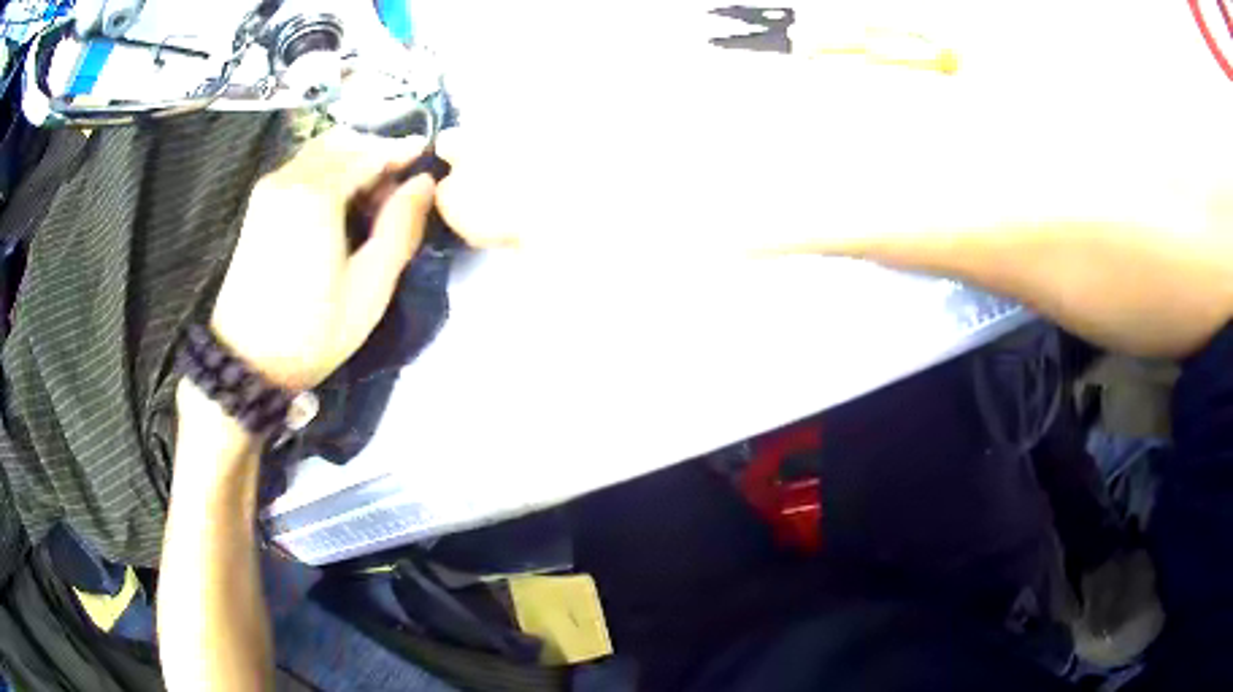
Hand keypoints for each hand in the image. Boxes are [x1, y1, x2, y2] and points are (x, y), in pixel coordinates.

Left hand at [209, 129, 436, 391]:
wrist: (247, 360)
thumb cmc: (312, 331)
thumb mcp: (370, 287)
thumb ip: (401, 227)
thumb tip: (423, 183)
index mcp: (317, 194)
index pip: (368, 152)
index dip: (401, 151)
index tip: (426, 158)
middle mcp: (290, 178)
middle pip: (342, 141)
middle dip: (375, 153)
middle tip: (396, 188)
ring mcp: (269, 188)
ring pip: (320, 150)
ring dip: (351, 160)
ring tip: (369, 199)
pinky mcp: (259, 203)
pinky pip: (301, 167)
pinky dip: (328, 170)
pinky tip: (338, 205)